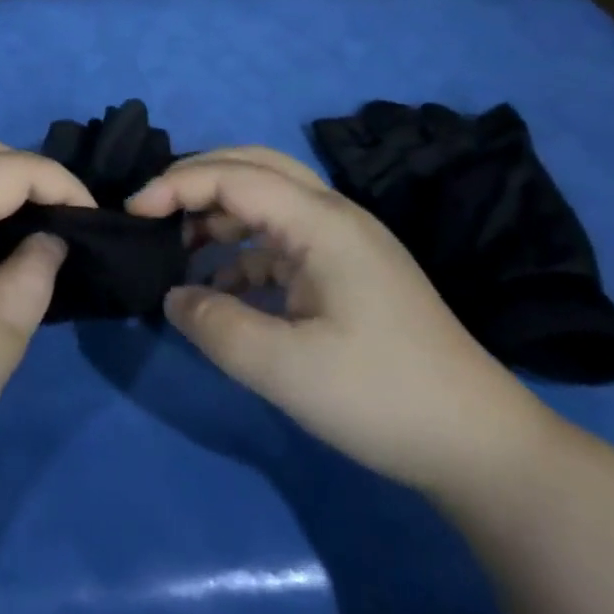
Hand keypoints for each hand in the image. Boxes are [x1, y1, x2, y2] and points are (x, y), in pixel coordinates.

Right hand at [129, 147, 555, 495]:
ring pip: (268, 200)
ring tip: (178, 247)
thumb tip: (173, 296)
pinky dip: (243, 250)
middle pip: (255, 167)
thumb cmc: (382, 397)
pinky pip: (282, 240)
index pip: (235, 176)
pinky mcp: (348, 272)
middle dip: (197, 180)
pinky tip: (221, 288)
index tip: (133, 213)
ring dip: (220, 213)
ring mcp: (345, 242)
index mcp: (323, 223)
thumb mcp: (285, 368)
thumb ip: (215, 326)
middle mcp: (334, 216)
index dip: (177, 185)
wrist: (480, 446)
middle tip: (152, 210)